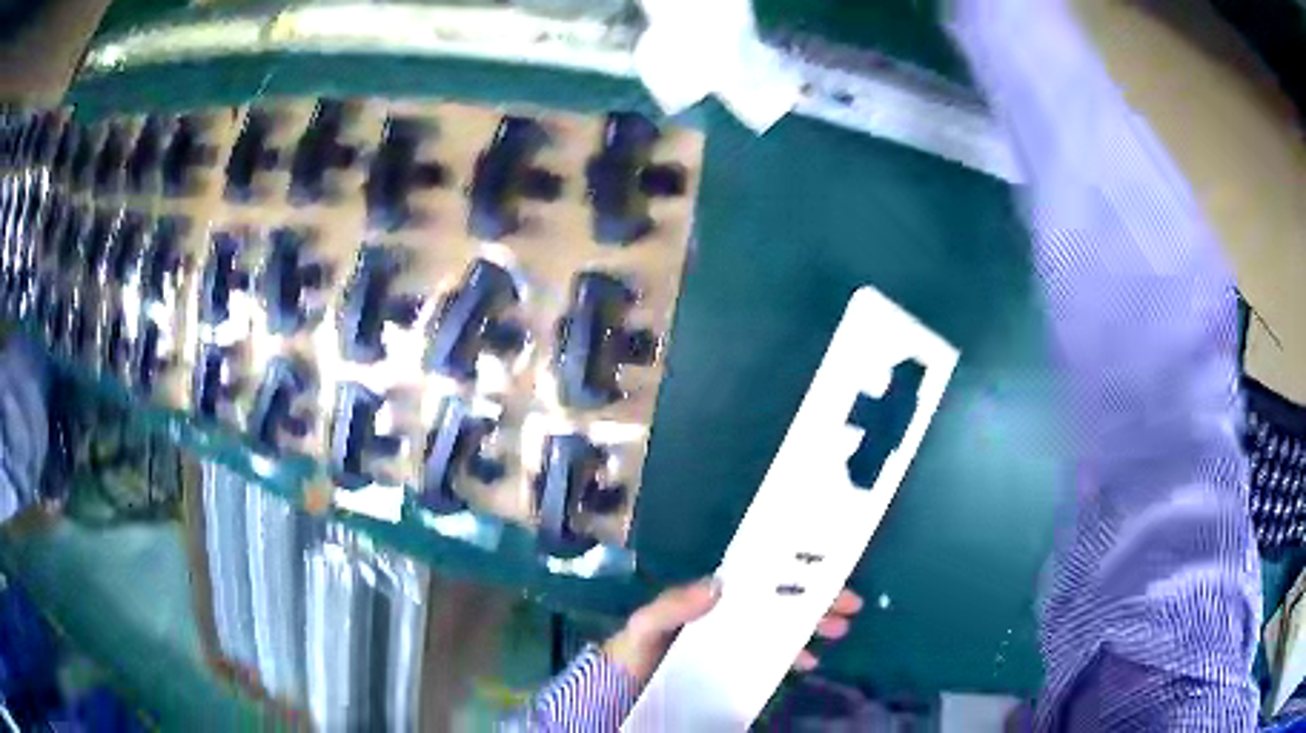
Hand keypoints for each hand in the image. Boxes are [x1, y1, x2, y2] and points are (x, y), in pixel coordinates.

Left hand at [602, 578, 863, 685]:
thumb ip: (672, 605)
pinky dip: (792, 655)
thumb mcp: (647, 623)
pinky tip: (807, 662)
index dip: (795, 576)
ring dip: (811, 626)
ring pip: (782, 628)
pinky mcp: (735, 668)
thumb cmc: (636, 649)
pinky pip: (771, 657)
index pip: (762, 581)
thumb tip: (718, 584)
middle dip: (816, 601)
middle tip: (848, 607)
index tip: (827, 576)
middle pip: (781, 603)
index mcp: (714, 599)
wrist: (622, 690)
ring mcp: (734, 643)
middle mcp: (729, 616)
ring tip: (837, 630)